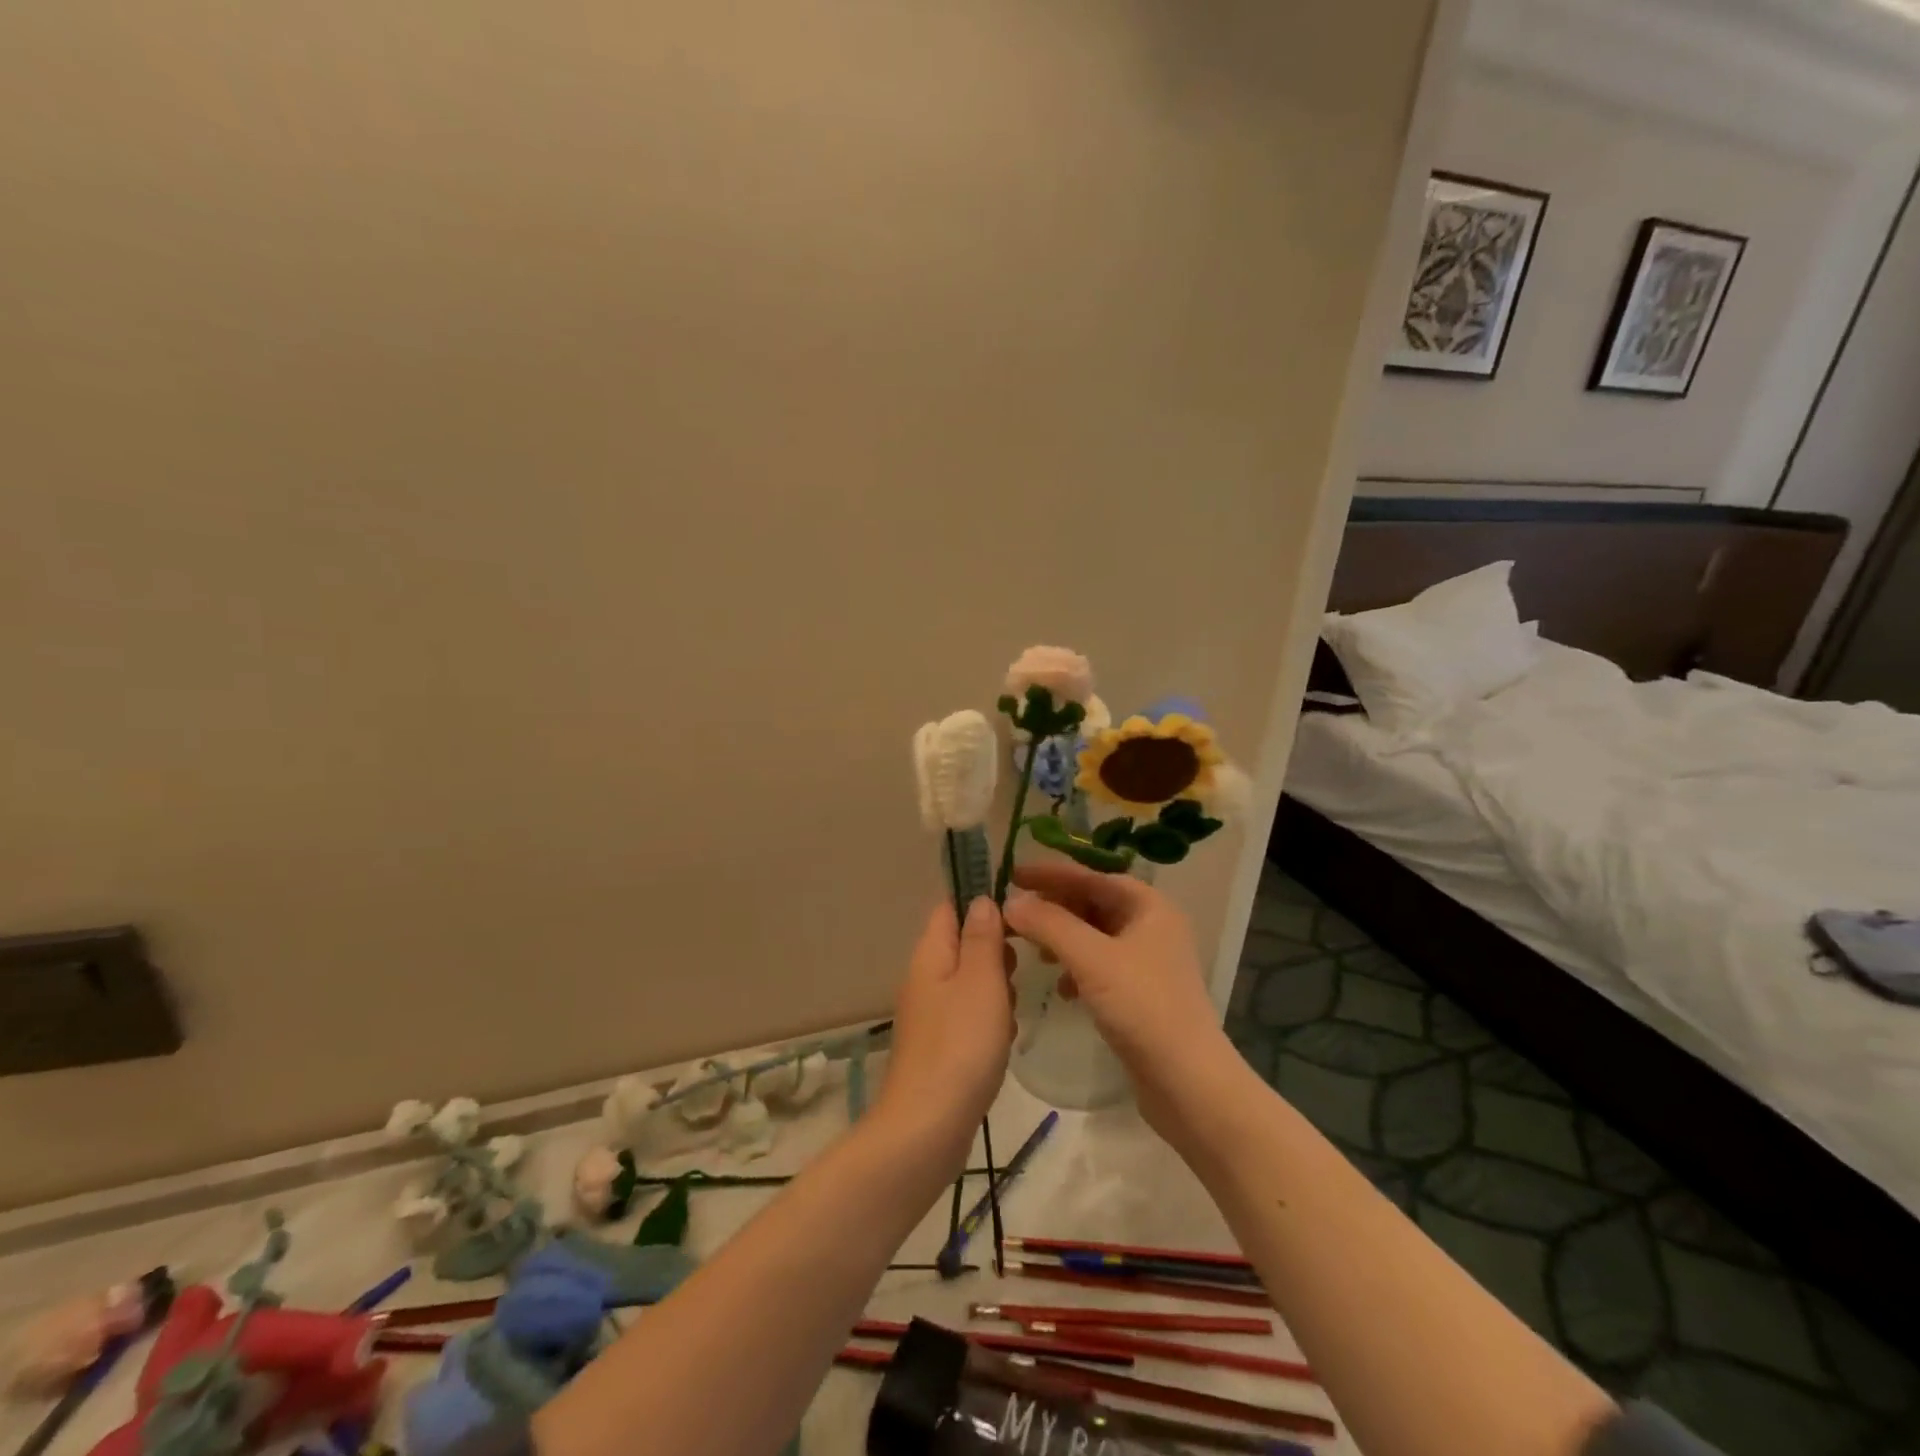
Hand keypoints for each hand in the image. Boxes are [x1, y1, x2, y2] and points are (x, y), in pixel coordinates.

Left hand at [877, 898, 1013, 1159]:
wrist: (927, 1128)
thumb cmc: (961, 1044)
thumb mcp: (981, 981)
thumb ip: (982, 938)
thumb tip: (980, 900)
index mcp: (930, 955)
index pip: (949, 909)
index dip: (979, 903)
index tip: (1017, 914)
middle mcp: (924, 979)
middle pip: (962, 945)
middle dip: (995, 952)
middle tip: (1018, 971)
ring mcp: (930, 1015)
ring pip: (970, 984)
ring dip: (997, 990)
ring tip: (1014, 1009)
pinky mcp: (939, 1047)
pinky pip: (968, 1017)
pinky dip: (990, 1022)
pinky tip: (1004, 1041)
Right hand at [1004, 863, 1229, 1127]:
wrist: (1188, 1082)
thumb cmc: (1143, 1007)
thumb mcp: (1091, 959)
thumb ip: (1049, 925)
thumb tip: (1011, 901)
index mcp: (1149, 907)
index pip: (1093, 876)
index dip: (1052, 873)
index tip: (1013, 873)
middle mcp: (1152, 926)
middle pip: (1094, 903)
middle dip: (1055, 907)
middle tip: (1016, 913)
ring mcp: (1148, 961)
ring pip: (1095, 936)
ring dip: (1062, 938)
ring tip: (1034, 951)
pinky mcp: (1141, 993)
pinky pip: (1100, 965)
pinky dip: (1076, 968)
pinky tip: (1060, 988)